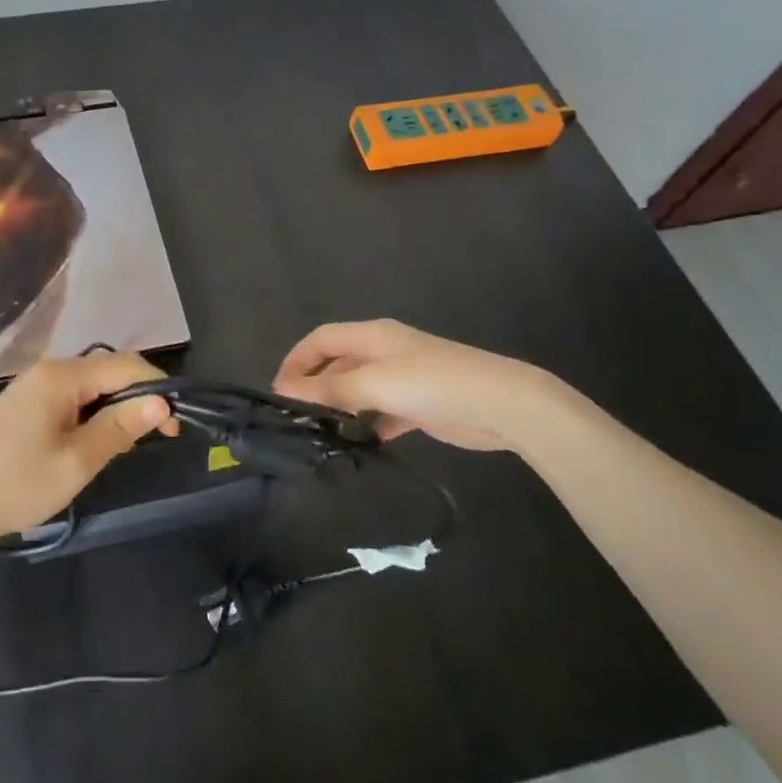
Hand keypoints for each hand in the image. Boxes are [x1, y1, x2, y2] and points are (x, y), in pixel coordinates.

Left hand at [0, 351, 178, 567]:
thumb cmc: (14, 484)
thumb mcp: (76, 462)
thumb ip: (120, 428)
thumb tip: (161, 402)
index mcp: (63, 376)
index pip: (128, 366)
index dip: (159, 390)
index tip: (176, 427)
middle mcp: (50, 370)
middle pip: (110, 371)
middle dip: (139, 398)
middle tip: (157, 438)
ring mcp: (34, 385)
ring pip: (92, 385)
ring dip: (116, 407)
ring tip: (128, 444)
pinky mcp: (25, 403)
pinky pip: (73, 397)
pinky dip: (93, 413)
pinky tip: (95, 441)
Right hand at [272, 319, 583, 453]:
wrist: (502, 405)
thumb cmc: (433, 383)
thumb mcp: (375, 382)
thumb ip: (330, 389)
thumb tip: (284, 392)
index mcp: (372, 336)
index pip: (321, 339)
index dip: (296, 360)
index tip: (278, 393)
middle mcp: (384, 352)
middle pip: (338, 364)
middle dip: (315, 387)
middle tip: (295, 419)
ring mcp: (402, 379)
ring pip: (358, 391)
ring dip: (340, 409)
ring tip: (319, 436)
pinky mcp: (418, 406)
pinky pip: (381, 413)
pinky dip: (367, 426)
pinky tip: (358, 446)